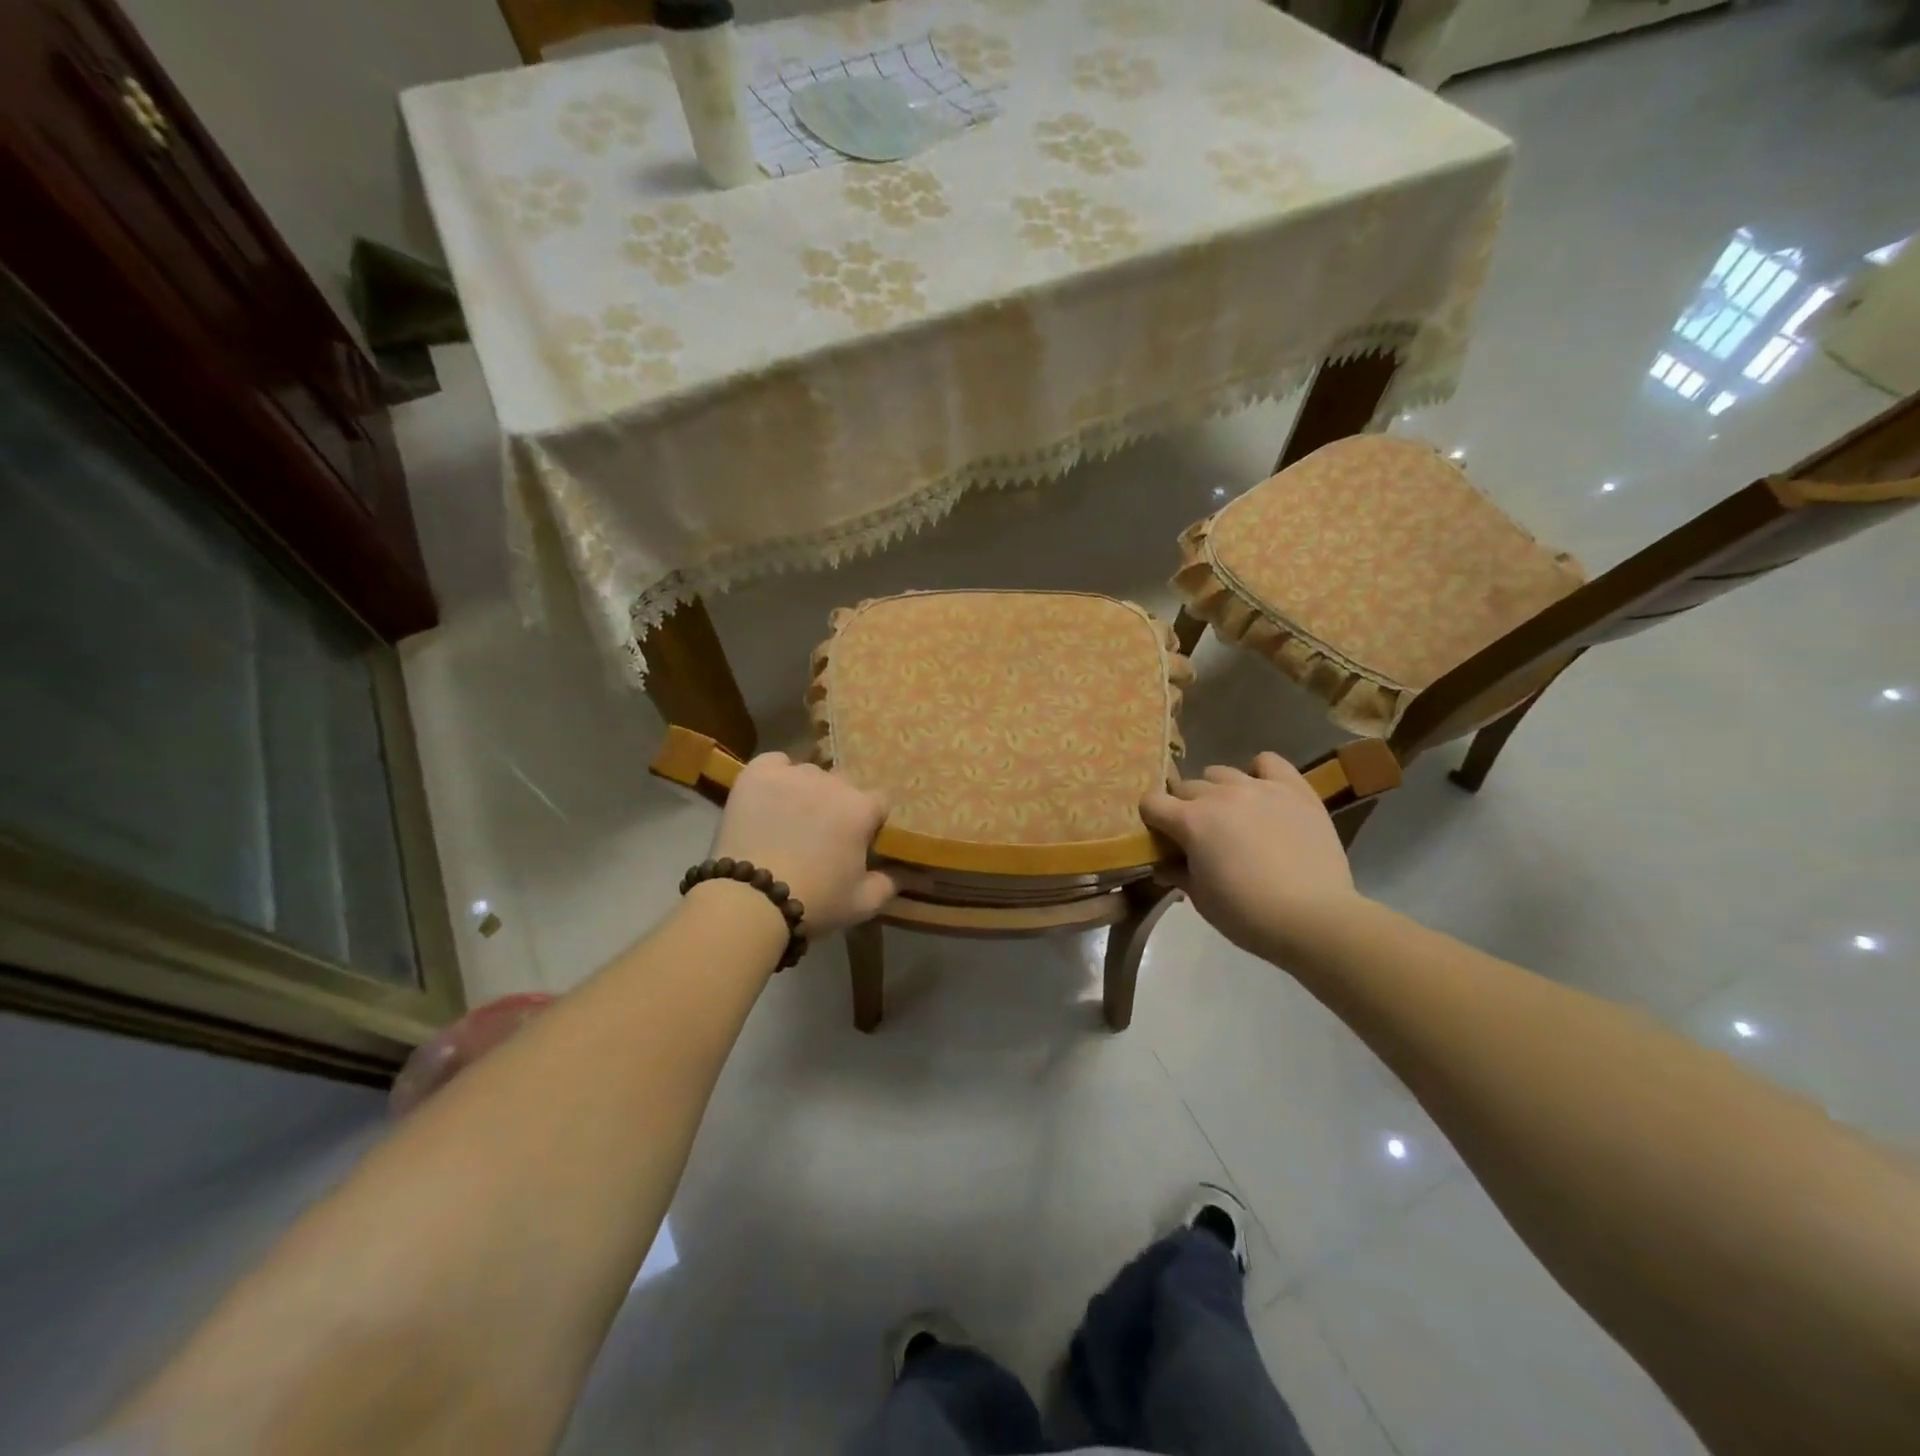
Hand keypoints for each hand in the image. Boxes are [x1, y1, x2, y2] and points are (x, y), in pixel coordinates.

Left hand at [710, 753, 895, 934]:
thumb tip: (895, 875)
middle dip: (838, 805)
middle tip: (821, 835)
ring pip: (810, 774)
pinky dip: (776, 774)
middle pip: (844, 785)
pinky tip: (770, 795)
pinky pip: (775, 762)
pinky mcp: (758, 774)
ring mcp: (794, 775)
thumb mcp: (863, 904)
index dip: (869, 823)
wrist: (752, 900)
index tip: (858, 842)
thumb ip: (887, 885)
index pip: (878, 803)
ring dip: (807, 791)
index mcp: (862, 808)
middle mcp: (833, 782)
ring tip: (790, 818)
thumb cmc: (815, 901)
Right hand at [1141, 752, 1364, 963]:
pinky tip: (1262, 793)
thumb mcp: (1201, 899)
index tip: (1161, 837)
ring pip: (1221, 773)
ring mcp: (1259, 787)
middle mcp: (1220, 795)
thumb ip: (1177, 873)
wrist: (1314, 918)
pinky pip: (1268, 762)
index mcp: (1191, 821)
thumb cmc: (1248, 914)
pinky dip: (1259, 773)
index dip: (1152, 819)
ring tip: (1231, 815)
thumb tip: (1163, 864)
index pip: (1152, 802)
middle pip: (1186, 786)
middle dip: (1184, 807)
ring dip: (1217, 791)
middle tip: (1197, 834)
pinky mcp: (1294, 789)